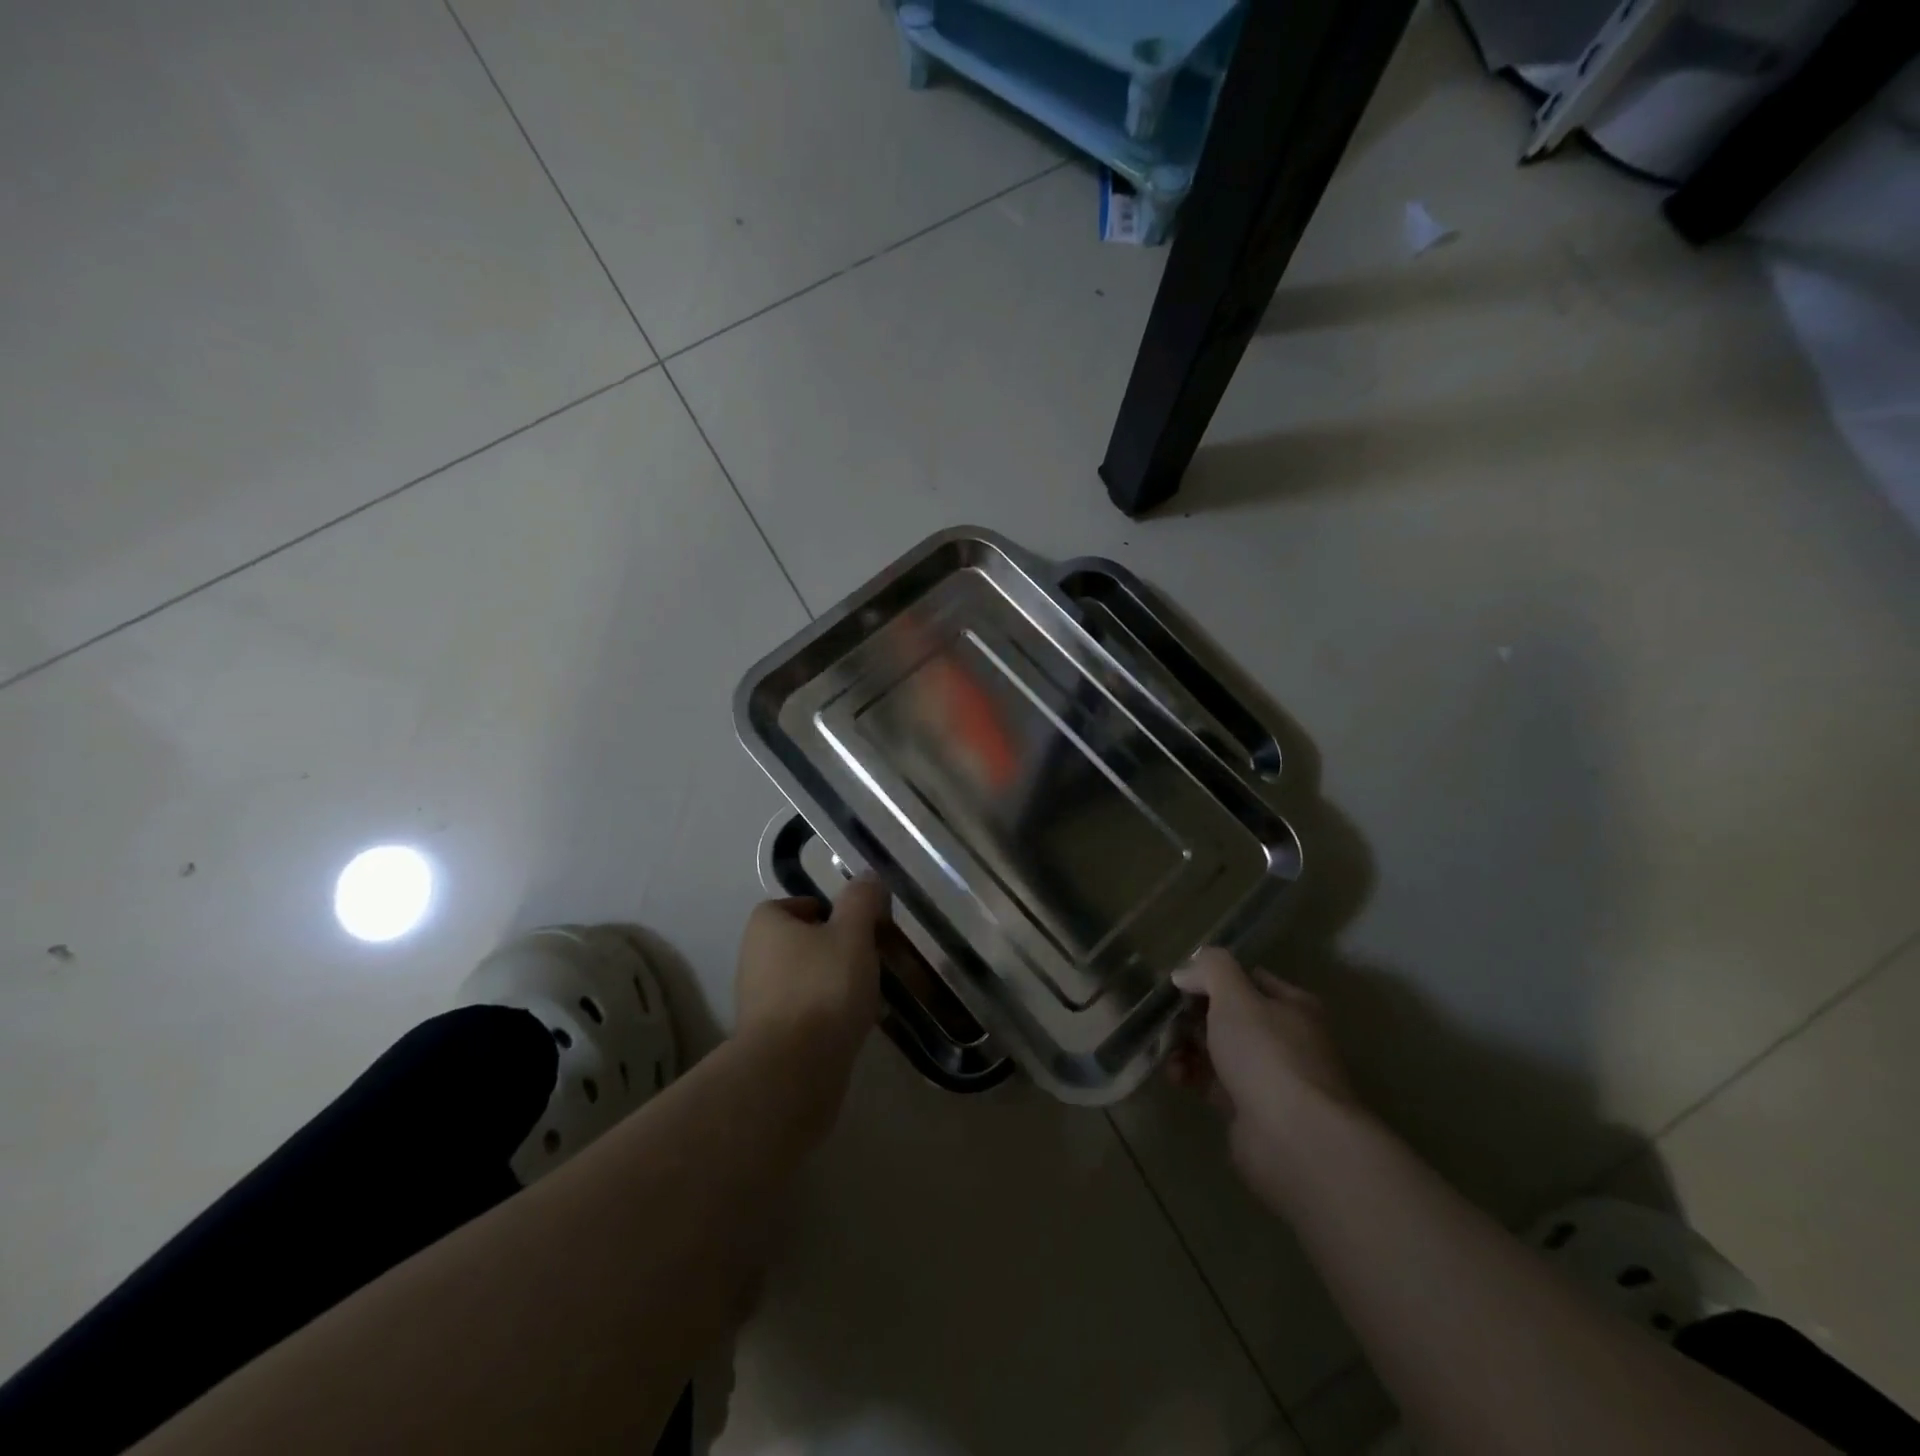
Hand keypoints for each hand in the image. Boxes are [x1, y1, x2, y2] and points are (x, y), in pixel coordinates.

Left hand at [734, 879, 887, 1064]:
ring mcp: (756, 1001)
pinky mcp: (767, 1038)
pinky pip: (802, 1013)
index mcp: (766, 925)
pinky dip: (825, 1015)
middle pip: (801, 943)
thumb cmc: (823, 987)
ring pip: (803, 979)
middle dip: (833, 949)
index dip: (828, 911)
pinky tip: (851, 1025)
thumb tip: (867, 876)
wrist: (792, 1070)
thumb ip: (861, 900)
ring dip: (831, 983)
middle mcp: (753, 958)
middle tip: (867, 958)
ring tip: (866, 994)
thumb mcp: (853, 933)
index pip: (796, 905)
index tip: (857, 927)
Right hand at [1170, 948, 1361, 1212]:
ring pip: (1219, 1050)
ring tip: (1166, 1053)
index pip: (1247, 978)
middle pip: (1229, 1016)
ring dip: (1187, 1047)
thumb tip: (1185, 972)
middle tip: (1165, 1019)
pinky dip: (1193, 1077)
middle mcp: (1286, 1039)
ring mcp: (1270, 1077)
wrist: (1294, 1140)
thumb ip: (1210, 969)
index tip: (1177, 984)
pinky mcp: (1251, 1110)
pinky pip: (1215, 1083)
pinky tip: (1177, 1078)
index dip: (1212, 978)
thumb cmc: (1267, 1054)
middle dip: (1193, 1016)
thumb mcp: (1235, 995)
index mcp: (1292, 1006)